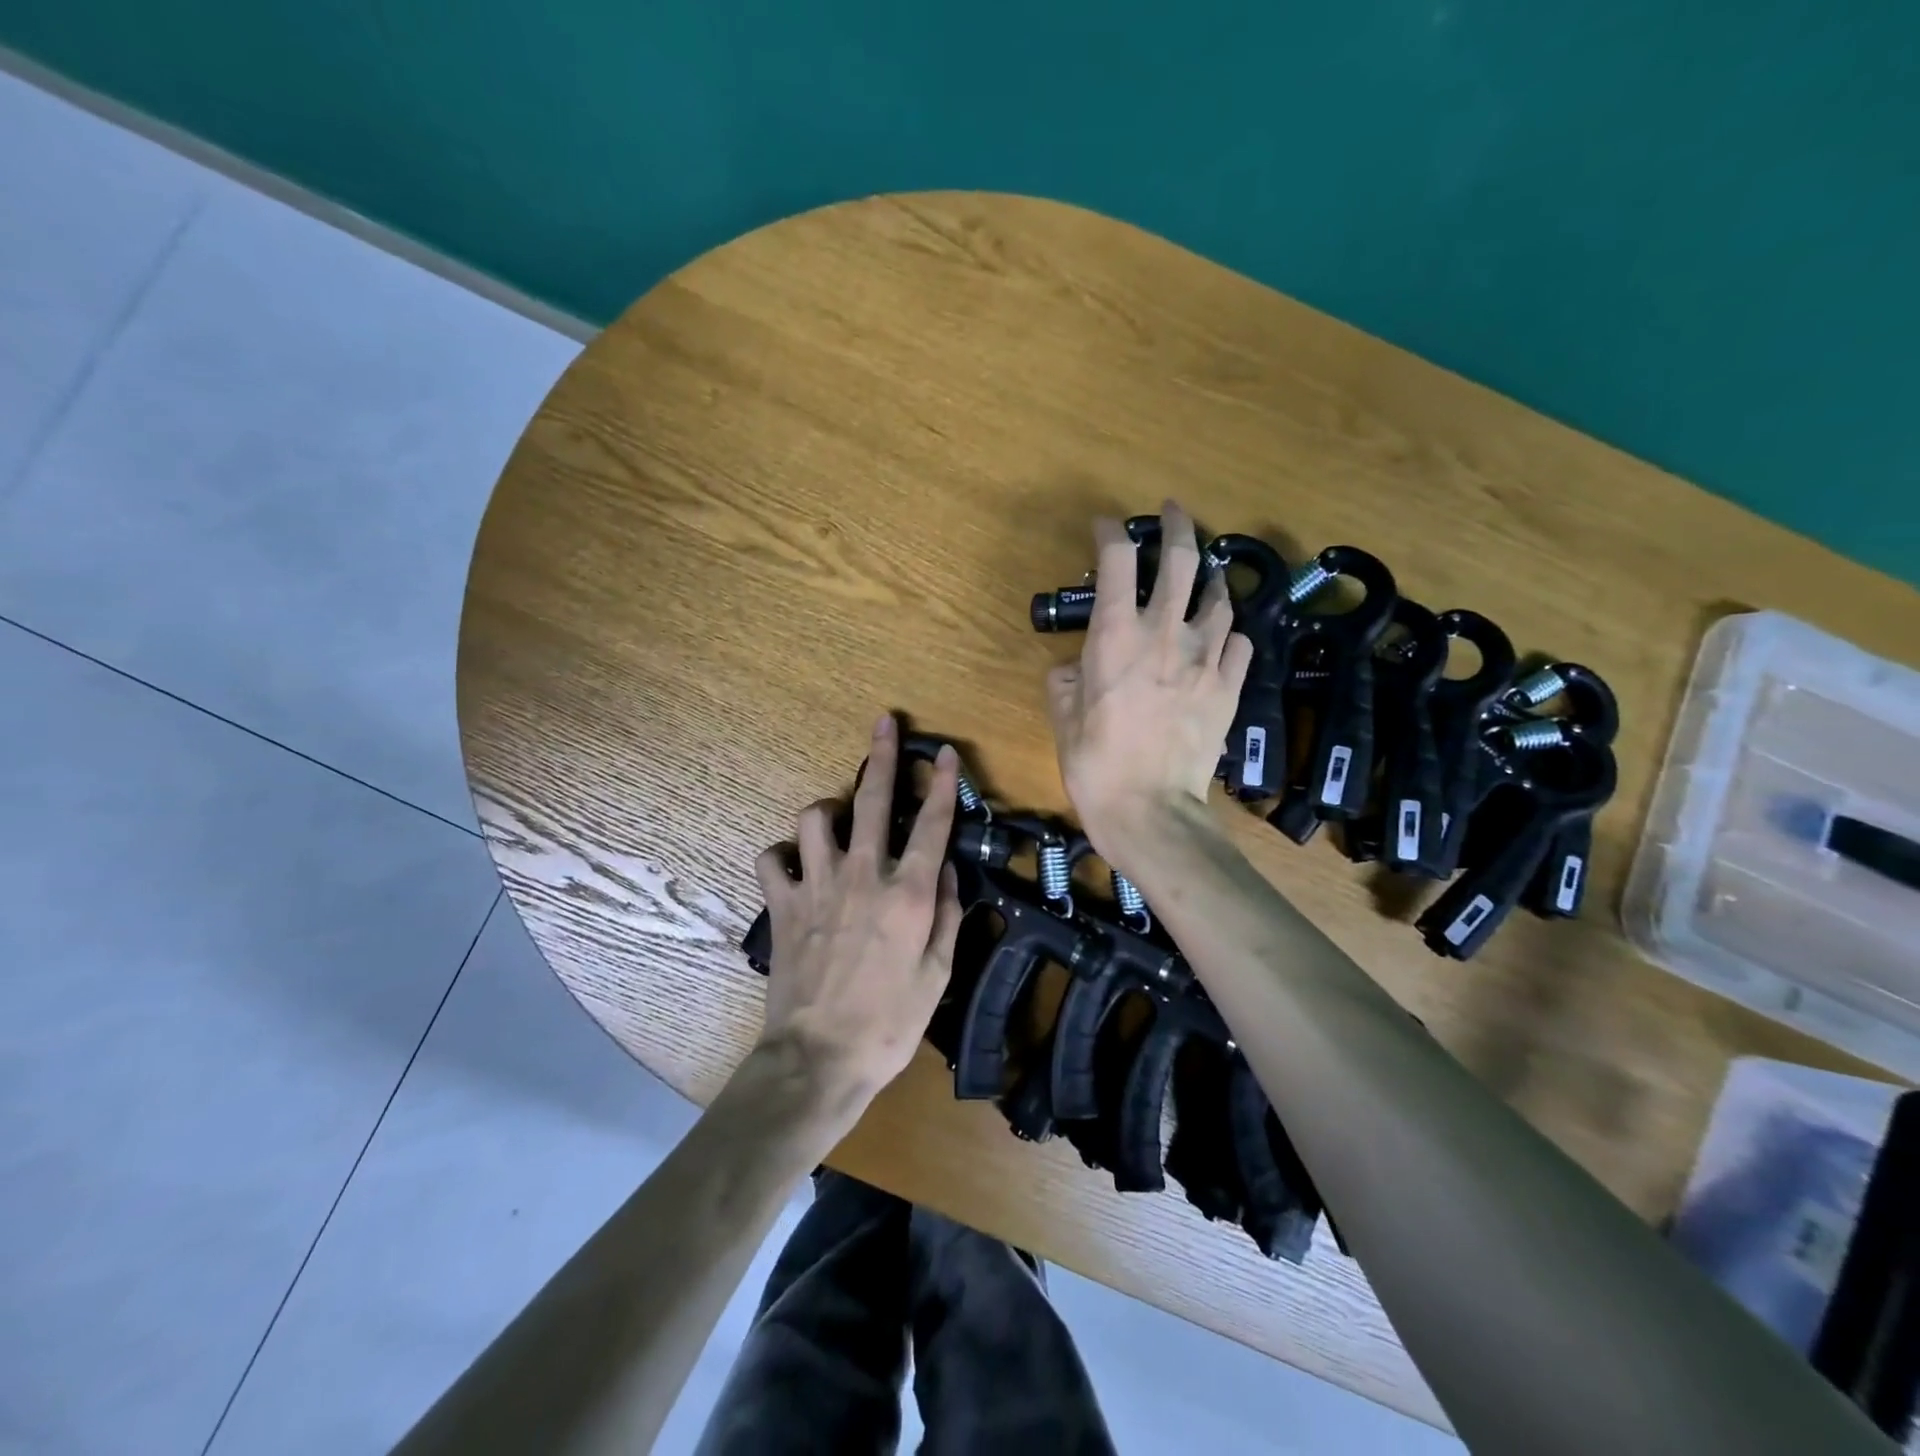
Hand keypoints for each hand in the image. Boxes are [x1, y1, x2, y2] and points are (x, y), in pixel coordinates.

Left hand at [753, 714, 964, 1117]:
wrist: (819, 1058)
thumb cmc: (889, 1023)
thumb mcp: (938, 974)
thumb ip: (945, 914)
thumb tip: (944, 869)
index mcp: (907, 894)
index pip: (932, 824)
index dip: (942, 783)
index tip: (945, 754)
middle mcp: (862, 876)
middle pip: (874, 800)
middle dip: (882, 756)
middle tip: (883, 723)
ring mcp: (816, 886)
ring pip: (815, 818)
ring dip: (828, 810)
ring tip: (837, 821)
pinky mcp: (782, 905)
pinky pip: (772, 859)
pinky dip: (783, 855)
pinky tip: (794, 865)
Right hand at [1045, 500, 1251, 874]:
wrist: (1149, 808)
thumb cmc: (1094, 762)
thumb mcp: (1062, 715)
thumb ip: (1067, 676)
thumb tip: (1079, 666)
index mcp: (1116, 635)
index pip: (1115, 560)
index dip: (1110, 533)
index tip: (1105, 527)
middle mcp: (1165, 632)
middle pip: (1181, 559)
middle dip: (1176, 526)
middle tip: (1173, 513)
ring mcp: (1206, 657)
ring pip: (1219, 596)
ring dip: (1210, 578)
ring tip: (1205, 574)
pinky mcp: (1230, 685)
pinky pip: (1241, 643)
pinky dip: (1230, 633)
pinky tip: (1223, 637)